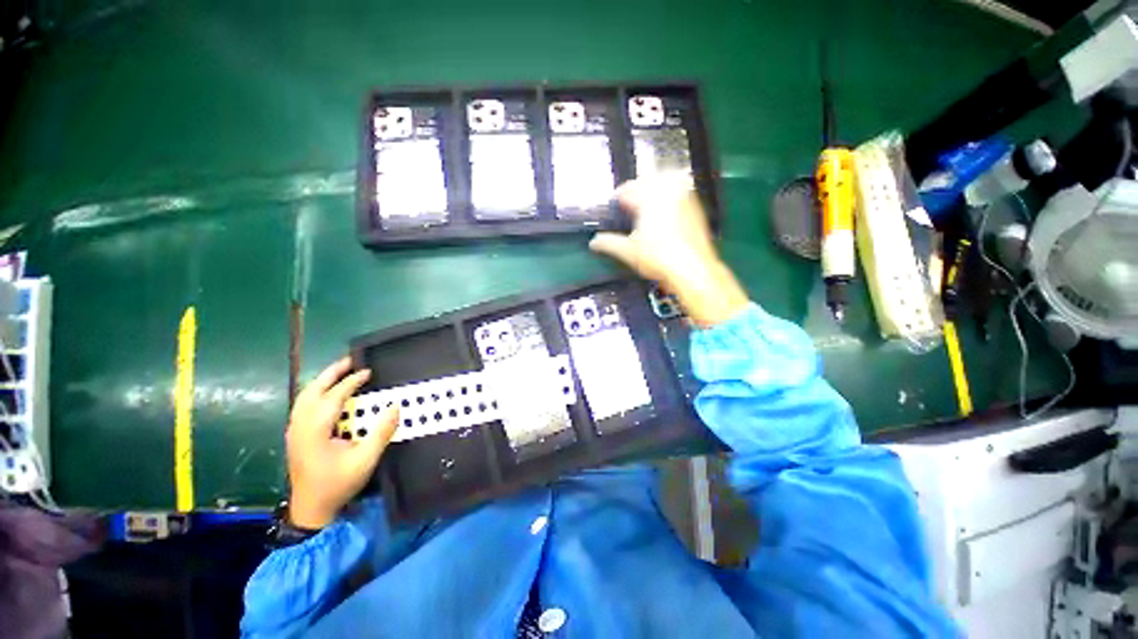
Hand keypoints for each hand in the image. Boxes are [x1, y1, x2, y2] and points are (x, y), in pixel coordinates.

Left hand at [286, 357, 398, 528]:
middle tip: (349, 362)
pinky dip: (313, 393)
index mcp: (317, 423)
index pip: (336, 394)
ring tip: (336, 375)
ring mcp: (294, 425)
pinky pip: (301, 404)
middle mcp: (301, 419)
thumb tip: (395, 407)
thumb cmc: (337, 484)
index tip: (367, 372)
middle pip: (316, 387)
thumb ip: (380, 433)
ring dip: (321, 382)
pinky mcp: (292, 433)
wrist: (311, 506)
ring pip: (305, 394)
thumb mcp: (364, 461)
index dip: (352, 381)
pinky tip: (321, 398)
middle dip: (332, 372)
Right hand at [590, 174, 748, 326]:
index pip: (629, 188)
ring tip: (651, 202)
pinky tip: (669, 213)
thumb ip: (609, 243)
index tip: (619, 201)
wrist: (694, 269)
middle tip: (634, 198)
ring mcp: (685, 200)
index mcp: (648, 198)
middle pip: (650, 179)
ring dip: (658, 189)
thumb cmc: (659, 257)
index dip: (621, 195)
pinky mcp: (697, 210)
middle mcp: (668, 193)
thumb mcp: (628, 251)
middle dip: (640, 186)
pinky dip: (674, 199)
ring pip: (669, 184)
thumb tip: (595, 242)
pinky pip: (683, 195)